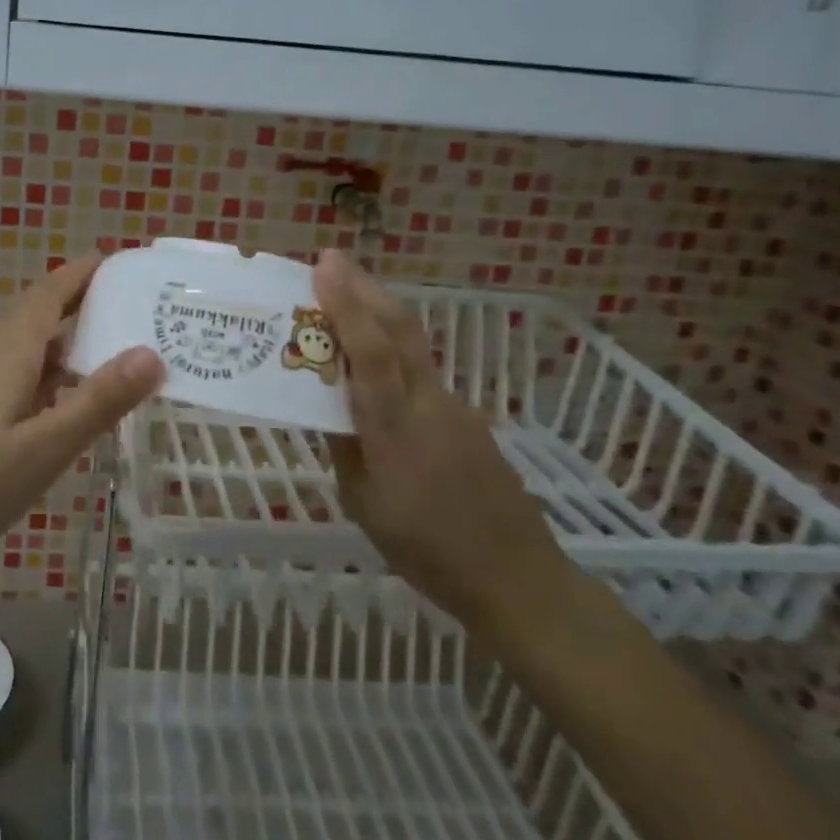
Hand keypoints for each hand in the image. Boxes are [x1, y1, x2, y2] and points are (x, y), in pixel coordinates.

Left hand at [0, 256, 164, 569]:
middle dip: (78, 304)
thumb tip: (152, 353)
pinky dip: (40, 369)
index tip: (117, 261)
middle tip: (129, 309)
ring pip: (21, 344)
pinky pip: (7, 369)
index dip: (81, 273)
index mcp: (7, 351)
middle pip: (35, 313)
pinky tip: (55, 399)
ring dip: (60, 340)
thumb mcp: (44, 448)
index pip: (49, 293)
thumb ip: (98, 401)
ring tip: (104, 352)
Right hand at [315, 249, 572, 632]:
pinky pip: (423, 371)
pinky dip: (394, 349)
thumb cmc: (426, 550)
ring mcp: (455, 408)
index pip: (370, 352)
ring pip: (413, 346)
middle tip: (332, 262)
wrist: (516, 577)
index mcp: (396, 428)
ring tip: (346, 299)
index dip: (347, 305)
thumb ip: (345, 446)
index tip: (324, 265)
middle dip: (365, 288)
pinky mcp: (468, 419)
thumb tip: (328, 404)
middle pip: (400, 330)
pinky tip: (377, 365)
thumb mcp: (364, 504)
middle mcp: (429, 404)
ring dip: (379, 313)